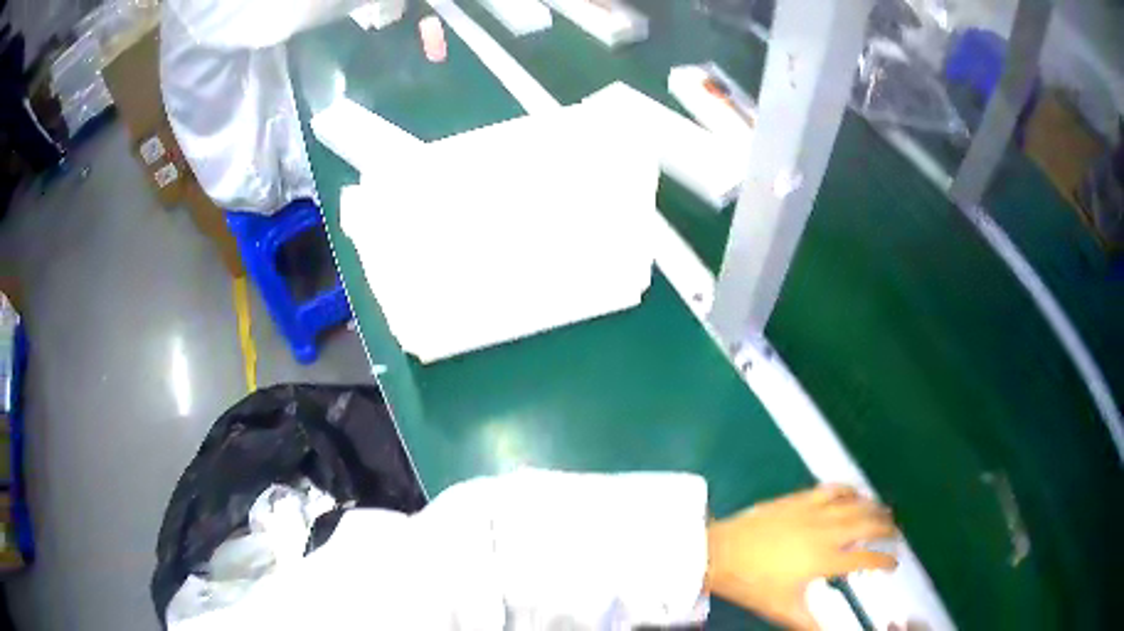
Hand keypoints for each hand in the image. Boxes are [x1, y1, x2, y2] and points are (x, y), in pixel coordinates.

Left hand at [705, 485, 897, 629]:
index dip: (885, 561)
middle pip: (868, 524)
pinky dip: (849, 490)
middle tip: (895, 533)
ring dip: (874, 507)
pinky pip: (832, 489)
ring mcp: (814, 511)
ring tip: (883, 512)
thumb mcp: (782, 608)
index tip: (893, 564)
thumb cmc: (752, 584)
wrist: (720, 552)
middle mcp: (827, 532)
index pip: (866, 559)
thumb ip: (809, 624)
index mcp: (825, 560)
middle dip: (887, 528)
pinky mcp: (799, 498)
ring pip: (855, 504)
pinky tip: (854, 493)